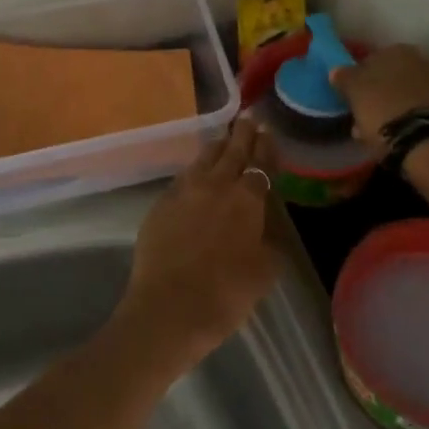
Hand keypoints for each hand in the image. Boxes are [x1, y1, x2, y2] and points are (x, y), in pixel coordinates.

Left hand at [119, 117, 279, 370]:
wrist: (169, 309)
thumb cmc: (226, 293)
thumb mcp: (265, 271)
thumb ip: (269, 242)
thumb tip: (265, 229)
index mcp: (247, 199)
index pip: (260, 163)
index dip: (266, 147)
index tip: (267, 131)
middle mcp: (215, 186)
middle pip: (231, 152)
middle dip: (241, 135)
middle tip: (247, 119)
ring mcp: (183, 192)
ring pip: (202, 160)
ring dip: (215, 148)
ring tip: (221, 140)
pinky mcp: (159, 206)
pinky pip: (181, 180)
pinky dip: (193, 173)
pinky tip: (194, 176)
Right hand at [328, 44, 428, 146]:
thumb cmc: (385, 115)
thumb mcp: (356, 96)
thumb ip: (345, 79)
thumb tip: (336, 69)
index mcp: (396, 52)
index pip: (372, 61)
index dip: (361, 81)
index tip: (355, 101)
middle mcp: (424, 58)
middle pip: (396, 76)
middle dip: (384, 94)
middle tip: (372, 119)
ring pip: (415, 92)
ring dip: (403, 106)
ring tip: (393, 133)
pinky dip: (422, 117)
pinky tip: (415, 135)